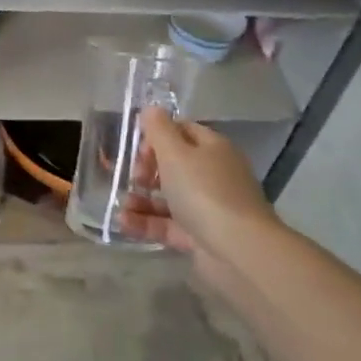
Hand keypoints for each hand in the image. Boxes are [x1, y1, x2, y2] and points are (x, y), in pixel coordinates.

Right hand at [119, 108, 278, 275]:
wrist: (239, 251)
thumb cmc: (205, 192)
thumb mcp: (176, 154)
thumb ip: (159, 130)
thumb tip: (151, 109)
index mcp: (212, 148)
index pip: (182, 131)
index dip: (156, 136)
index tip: (137, 150)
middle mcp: (213, 174)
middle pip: (174, 165)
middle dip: (146, 170)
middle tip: (132, 178)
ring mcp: (208, 207)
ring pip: (168, 197)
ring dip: (141, 199)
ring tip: (120, 205)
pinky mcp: (201, 236)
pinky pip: (168, 224)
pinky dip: (146, 222)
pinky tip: (123, 223)